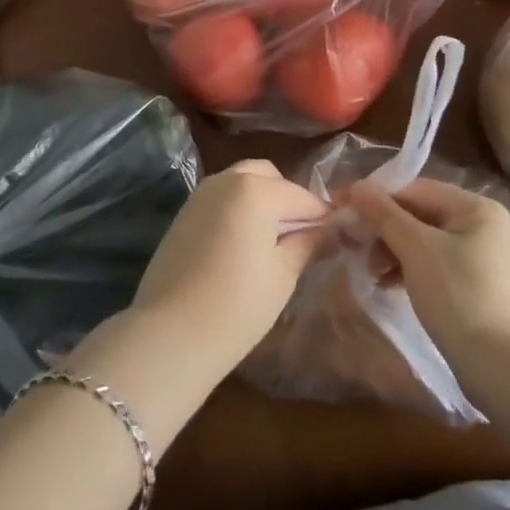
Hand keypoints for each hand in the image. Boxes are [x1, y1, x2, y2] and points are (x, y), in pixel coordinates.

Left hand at [129, 159, 328, 381]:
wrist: (170, 332)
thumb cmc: (237, 305)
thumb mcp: (283, 275)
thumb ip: (308, 244)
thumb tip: (331, 231)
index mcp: (256, 189)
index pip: (302, 196)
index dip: (323, 217)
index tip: (338, 238)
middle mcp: (227, 179)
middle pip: (269, 177)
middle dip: (289, 200)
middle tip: (303, 238)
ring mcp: (201, 193)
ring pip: (242, 183)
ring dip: (263, 201)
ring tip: (275, 243)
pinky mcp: (185, 211)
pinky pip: (222, 197)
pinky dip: (239, 209)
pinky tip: (245, 245)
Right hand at [348, 178, 509, 364]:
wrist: (509, 373)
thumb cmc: (461, 298)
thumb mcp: (416, 250)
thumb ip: (385, 214)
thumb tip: (358, 185)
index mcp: (477, 209)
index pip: (416, 189)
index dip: (377, 199)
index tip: (345, 212)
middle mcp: (488, 227)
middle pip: (423, 215)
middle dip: (385, 229)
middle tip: (355, 248)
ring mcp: (489, 260)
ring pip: (430, 243)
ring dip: (395, 252)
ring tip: (371, 271)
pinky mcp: (485, 290)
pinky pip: (441, 266)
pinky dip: (414, 271)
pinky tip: (391, 286)